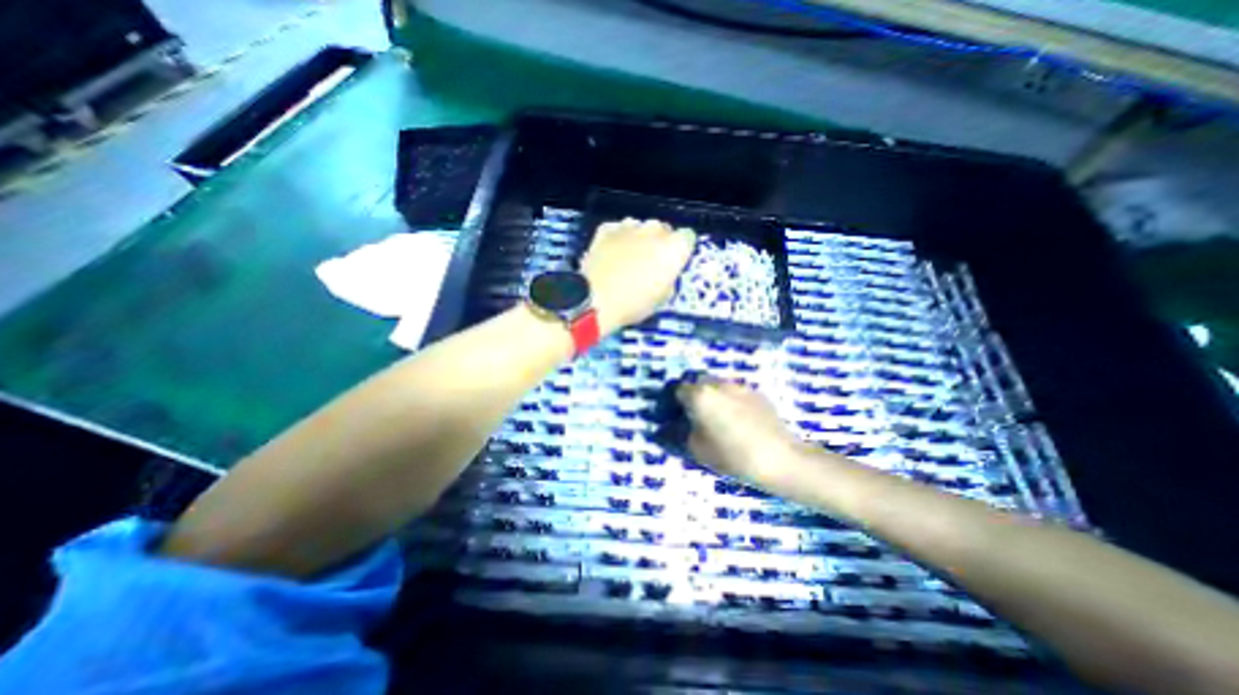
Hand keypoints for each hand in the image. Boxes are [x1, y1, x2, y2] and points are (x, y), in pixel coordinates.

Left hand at [585, 217, 694, 333]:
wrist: (595, 300)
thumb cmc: (634, 303)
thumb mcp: (662, 298)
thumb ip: (669, 278)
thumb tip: (664, 274)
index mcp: (675, 247)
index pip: (688, 238)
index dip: (680, 251)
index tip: (673, 263)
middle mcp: (655, 230)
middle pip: (663, 229)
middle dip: (659, 243)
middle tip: (649, 264)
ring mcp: (629, 226)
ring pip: (640, 228)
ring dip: (638, 240)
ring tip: (628, 260)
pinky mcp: (606, 228)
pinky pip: (618, 230)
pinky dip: (617, 239)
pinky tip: (611, 255)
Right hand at [678, 376, 804, 484]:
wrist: (779, 458)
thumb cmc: (732, 454)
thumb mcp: (697, 449)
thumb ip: (678, 434)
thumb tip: (668, 428)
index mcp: (699, 394)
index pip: (677, 389)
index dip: (672, 403)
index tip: (673, 417)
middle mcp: (717, 384)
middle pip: (697, 382)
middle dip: (691, 395)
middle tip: (692, 416)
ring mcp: (739, 386)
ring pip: (717, 385)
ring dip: (711, 396)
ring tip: (716, 418)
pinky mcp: (757, 393)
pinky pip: (735, 392)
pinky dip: (729, 401)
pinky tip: (737, 421)